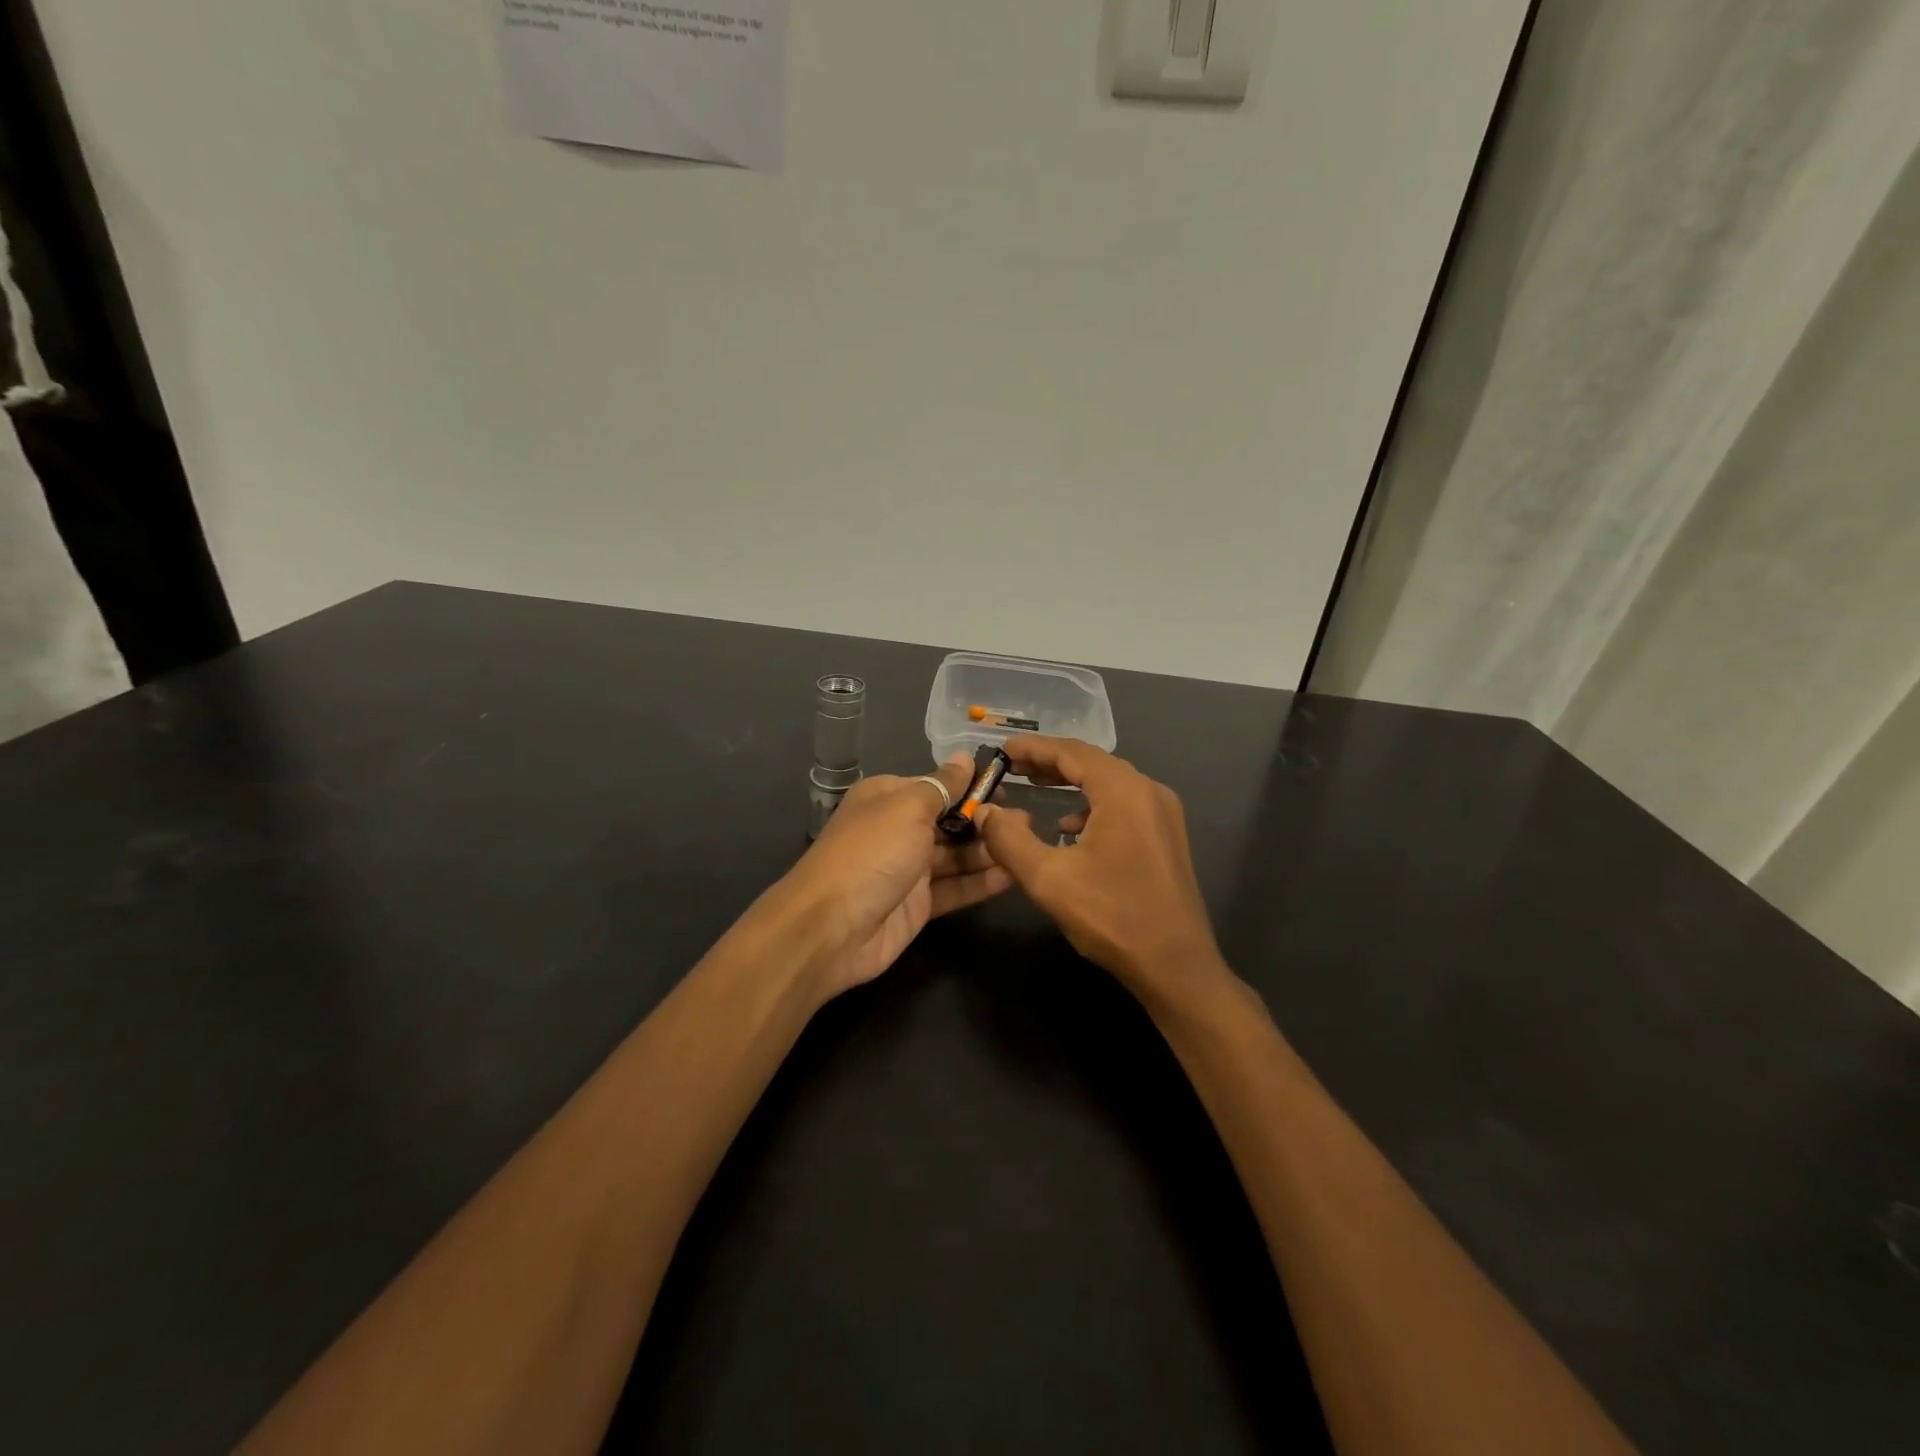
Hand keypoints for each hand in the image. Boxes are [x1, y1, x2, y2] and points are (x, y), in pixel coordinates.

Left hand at [784, 753, 1016, 996]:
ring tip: (1029, 844)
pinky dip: (982, 881)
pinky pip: (956, 888)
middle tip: (1027, 822)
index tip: (1008, 787)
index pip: (937, 785)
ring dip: (989, 849)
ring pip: (956, 855)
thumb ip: (943, 785)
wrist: (831, 928)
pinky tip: (1014, 874)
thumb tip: (965, 757)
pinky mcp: (918, 905)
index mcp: (888, 797)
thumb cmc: (872, 852)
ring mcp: (908, 869)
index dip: (971, 787)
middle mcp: (898, 829)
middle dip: (986, 820)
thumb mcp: (908, 807)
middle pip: (949, 821)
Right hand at [976, 736, 1226, 1005]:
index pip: (1072, 752)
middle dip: (1050, 761)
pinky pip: (1124, 804)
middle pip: (1093, 762)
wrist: (1176, 966)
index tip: (1001, 750)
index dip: (1033, 748)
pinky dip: (1092, 804)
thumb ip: (1008, 839)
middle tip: (1012, 766)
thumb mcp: (1048, 878)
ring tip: (1036, 785)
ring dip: (1071, 781)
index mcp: (1124, 791)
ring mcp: (1163, 814)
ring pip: (1109, 782)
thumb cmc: (1112, 917)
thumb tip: (984, 810)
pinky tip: (1070, 828)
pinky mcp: (1167, 836)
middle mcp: (1148, 791)